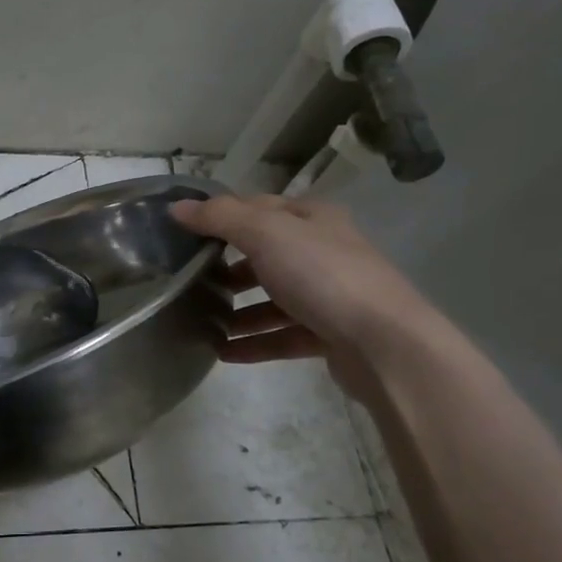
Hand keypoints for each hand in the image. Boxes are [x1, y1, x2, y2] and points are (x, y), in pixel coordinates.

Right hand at [170, 195, 430, 397]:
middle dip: (229, 268)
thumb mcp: (266, 234)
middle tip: (191, 281)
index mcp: (313, 219)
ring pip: (274, 299)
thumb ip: (219, 219)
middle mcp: (324, 252)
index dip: (222, 216)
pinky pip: (283, 336)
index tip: (185, 233)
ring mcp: (329, 295)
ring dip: (239, 310)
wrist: (384, 343)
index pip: (259, 208)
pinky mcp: (330, 334)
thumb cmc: (323, 276)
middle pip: (266, 255)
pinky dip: (254, 342)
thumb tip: (177, 208)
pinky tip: (224, 353)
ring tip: (203, 322)